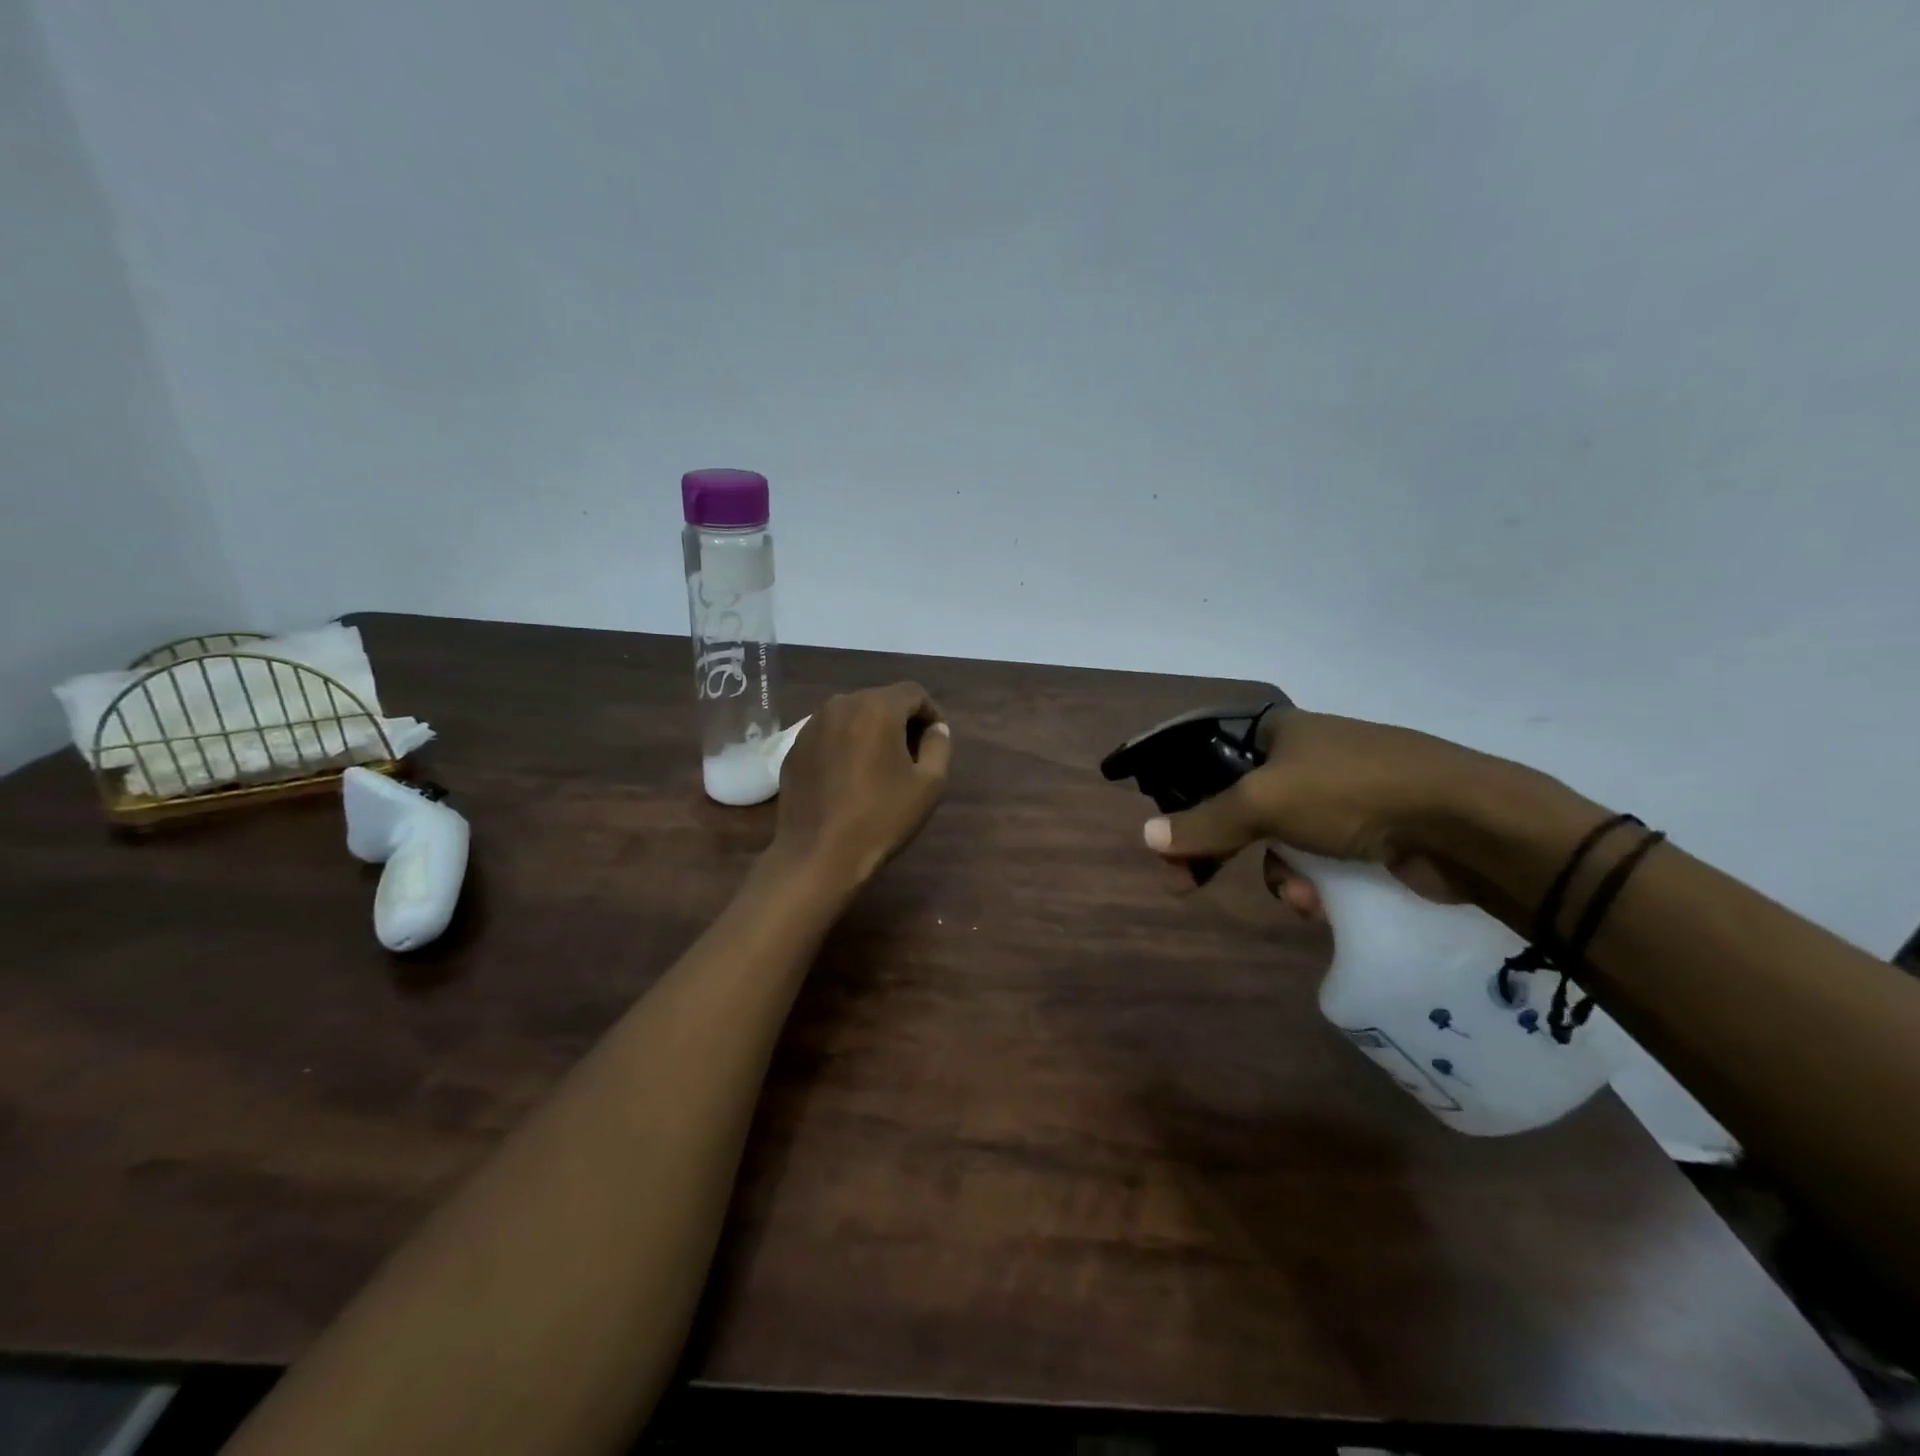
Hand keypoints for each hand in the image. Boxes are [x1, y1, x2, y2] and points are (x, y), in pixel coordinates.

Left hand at [771, 682, 951, 891]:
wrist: (818, 854)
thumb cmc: (881, 818)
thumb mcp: (929, 785)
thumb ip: (939, 746)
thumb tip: (936, 729)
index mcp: (877, 707)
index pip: (914, 693)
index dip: (930, 713)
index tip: (935, 742)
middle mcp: (841, 704)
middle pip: (881, 700)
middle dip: (900, 721)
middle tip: (911, 756)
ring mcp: (812, 725)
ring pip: (852, 716)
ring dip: (871, 732)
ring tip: (879, 766)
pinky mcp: (794, 748)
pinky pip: (830, 734)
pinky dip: (845, 745)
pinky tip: (849, 777)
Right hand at [1141, 710, 1525, 920]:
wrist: (1465, 823)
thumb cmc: (1351, 793)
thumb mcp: (1263, 803)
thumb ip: (1204, 822)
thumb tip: (1146, 836)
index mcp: (1278, 733)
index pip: (1210, 760)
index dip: (1182, 796)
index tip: (1165, 836)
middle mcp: (1305, 758)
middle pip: (1238, 807)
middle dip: (1217, 848)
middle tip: (1184, 884)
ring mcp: (1340, 796)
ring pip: (1277, 841)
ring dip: (1277, 874)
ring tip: (1298, 898)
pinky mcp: (1370, 832)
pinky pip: (1317, 861)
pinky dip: (1312, 883)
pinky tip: (1322, 903)